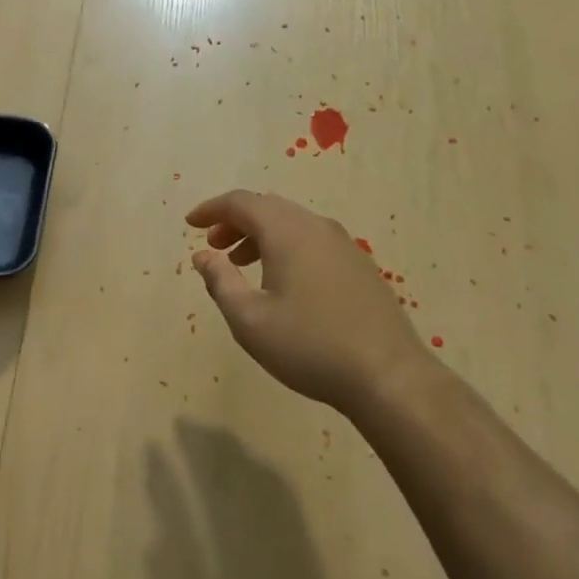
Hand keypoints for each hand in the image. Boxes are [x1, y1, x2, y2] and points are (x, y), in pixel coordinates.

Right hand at [186, 190, 438, 413]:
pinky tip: (281, 281)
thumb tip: (203, 255)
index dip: (212, 209)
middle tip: (214, 246)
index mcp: (287, 231)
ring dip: (260, 236)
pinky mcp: (359, 265)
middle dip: (235, 222)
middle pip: (268, 208)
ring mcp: (343, 244)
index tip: (190, 224)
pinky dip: (285, 247)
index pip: (241, 202)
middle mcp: (316, 226)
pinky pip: (312, 240)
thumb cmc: (309, 346)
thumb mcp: (249, 319)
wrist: (388, 376)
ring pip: (292, 224)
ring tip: (240, 265)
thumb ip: (220, 281)